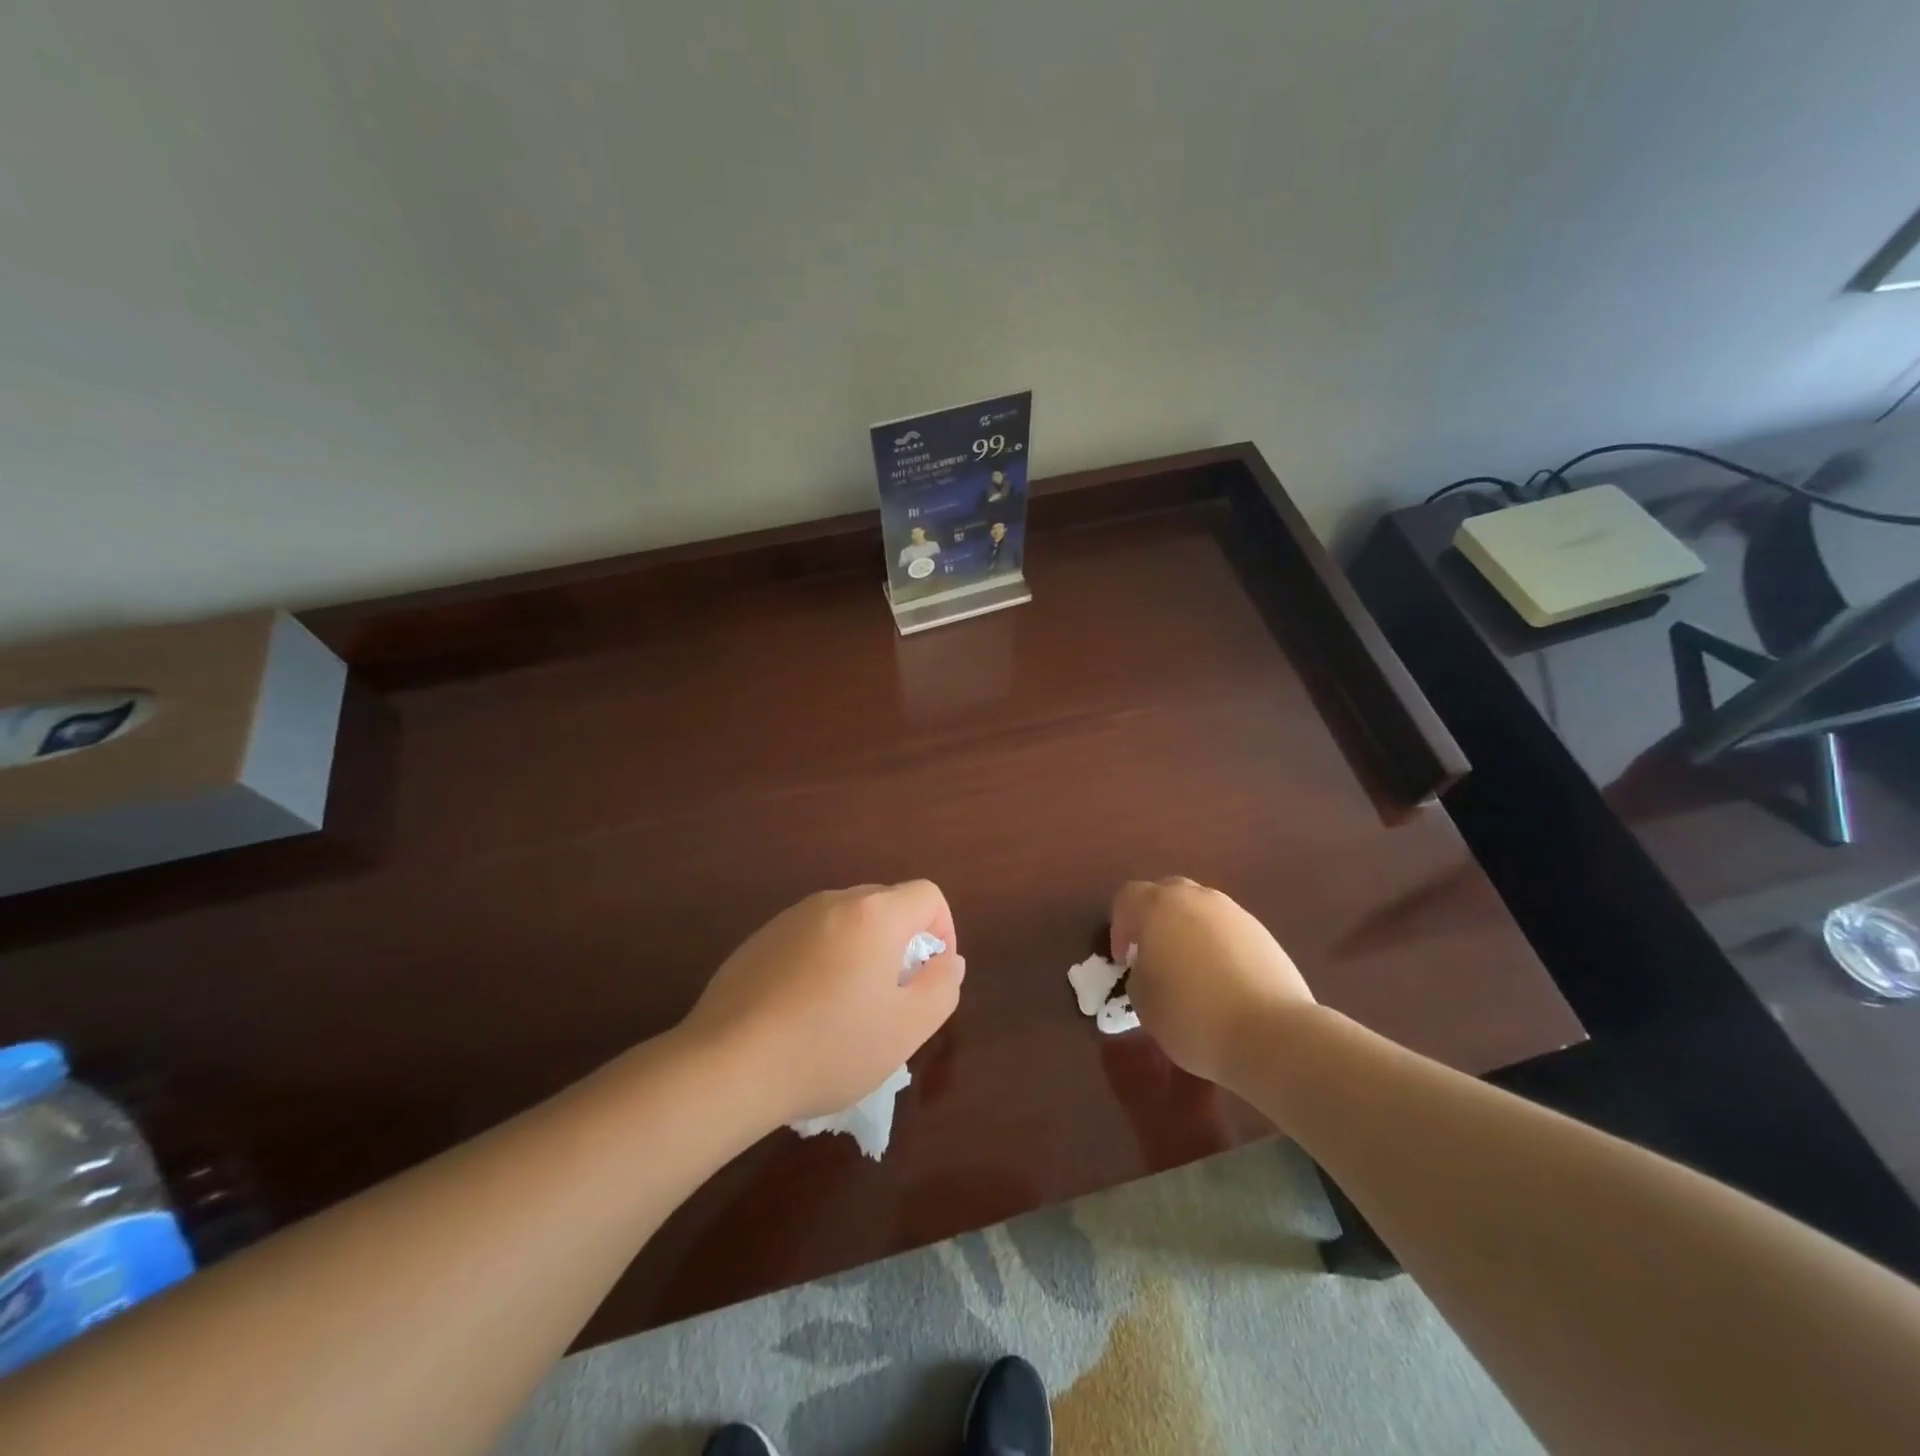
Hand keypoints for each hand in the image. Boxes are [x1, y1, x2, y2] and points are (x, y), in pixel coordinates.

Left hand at [680, 881, 965, 1124]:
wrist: (727, 1065)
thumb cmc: (829, 1047)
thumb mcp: (906, 1028)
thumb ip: (942, 987)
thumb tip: (948, 960)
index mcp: (873, 914)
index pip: (927, 895)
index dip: (943, 930)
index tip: (930, 976)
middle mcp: (832, 902)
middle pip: (886, 904)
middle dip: (902, 943)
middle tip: (893, 997)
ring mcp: (790, 918)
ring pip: (846, 922)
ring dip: (862, 952)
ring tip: (848, 1009)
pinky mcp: (759, 940)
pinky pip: (810, 938)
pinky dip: (823, 961)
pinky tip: (804, 1011)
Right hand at [1110, 877, 1315, 1091]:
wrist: (1271, 1034)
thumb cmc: (1191, 1015)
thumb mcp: (1142, 1001)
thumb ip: (1139, 973)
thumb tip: (1152, 968)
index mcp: (1158, 907)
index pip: (1127, 898)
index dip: (1119, 928)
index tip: (1124, 961)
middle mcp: (1196, 898)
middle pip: (1166, 894)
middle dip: (1154, 919)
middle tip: (1153, 956)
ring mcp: (1234, 913)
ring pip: (1200, 910)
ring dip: (1188, 931)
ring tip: (1190, 972)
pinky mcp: (1263, 933)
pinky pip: (1227, 930)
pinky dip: (1217, 946)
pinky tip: (1222, 982)